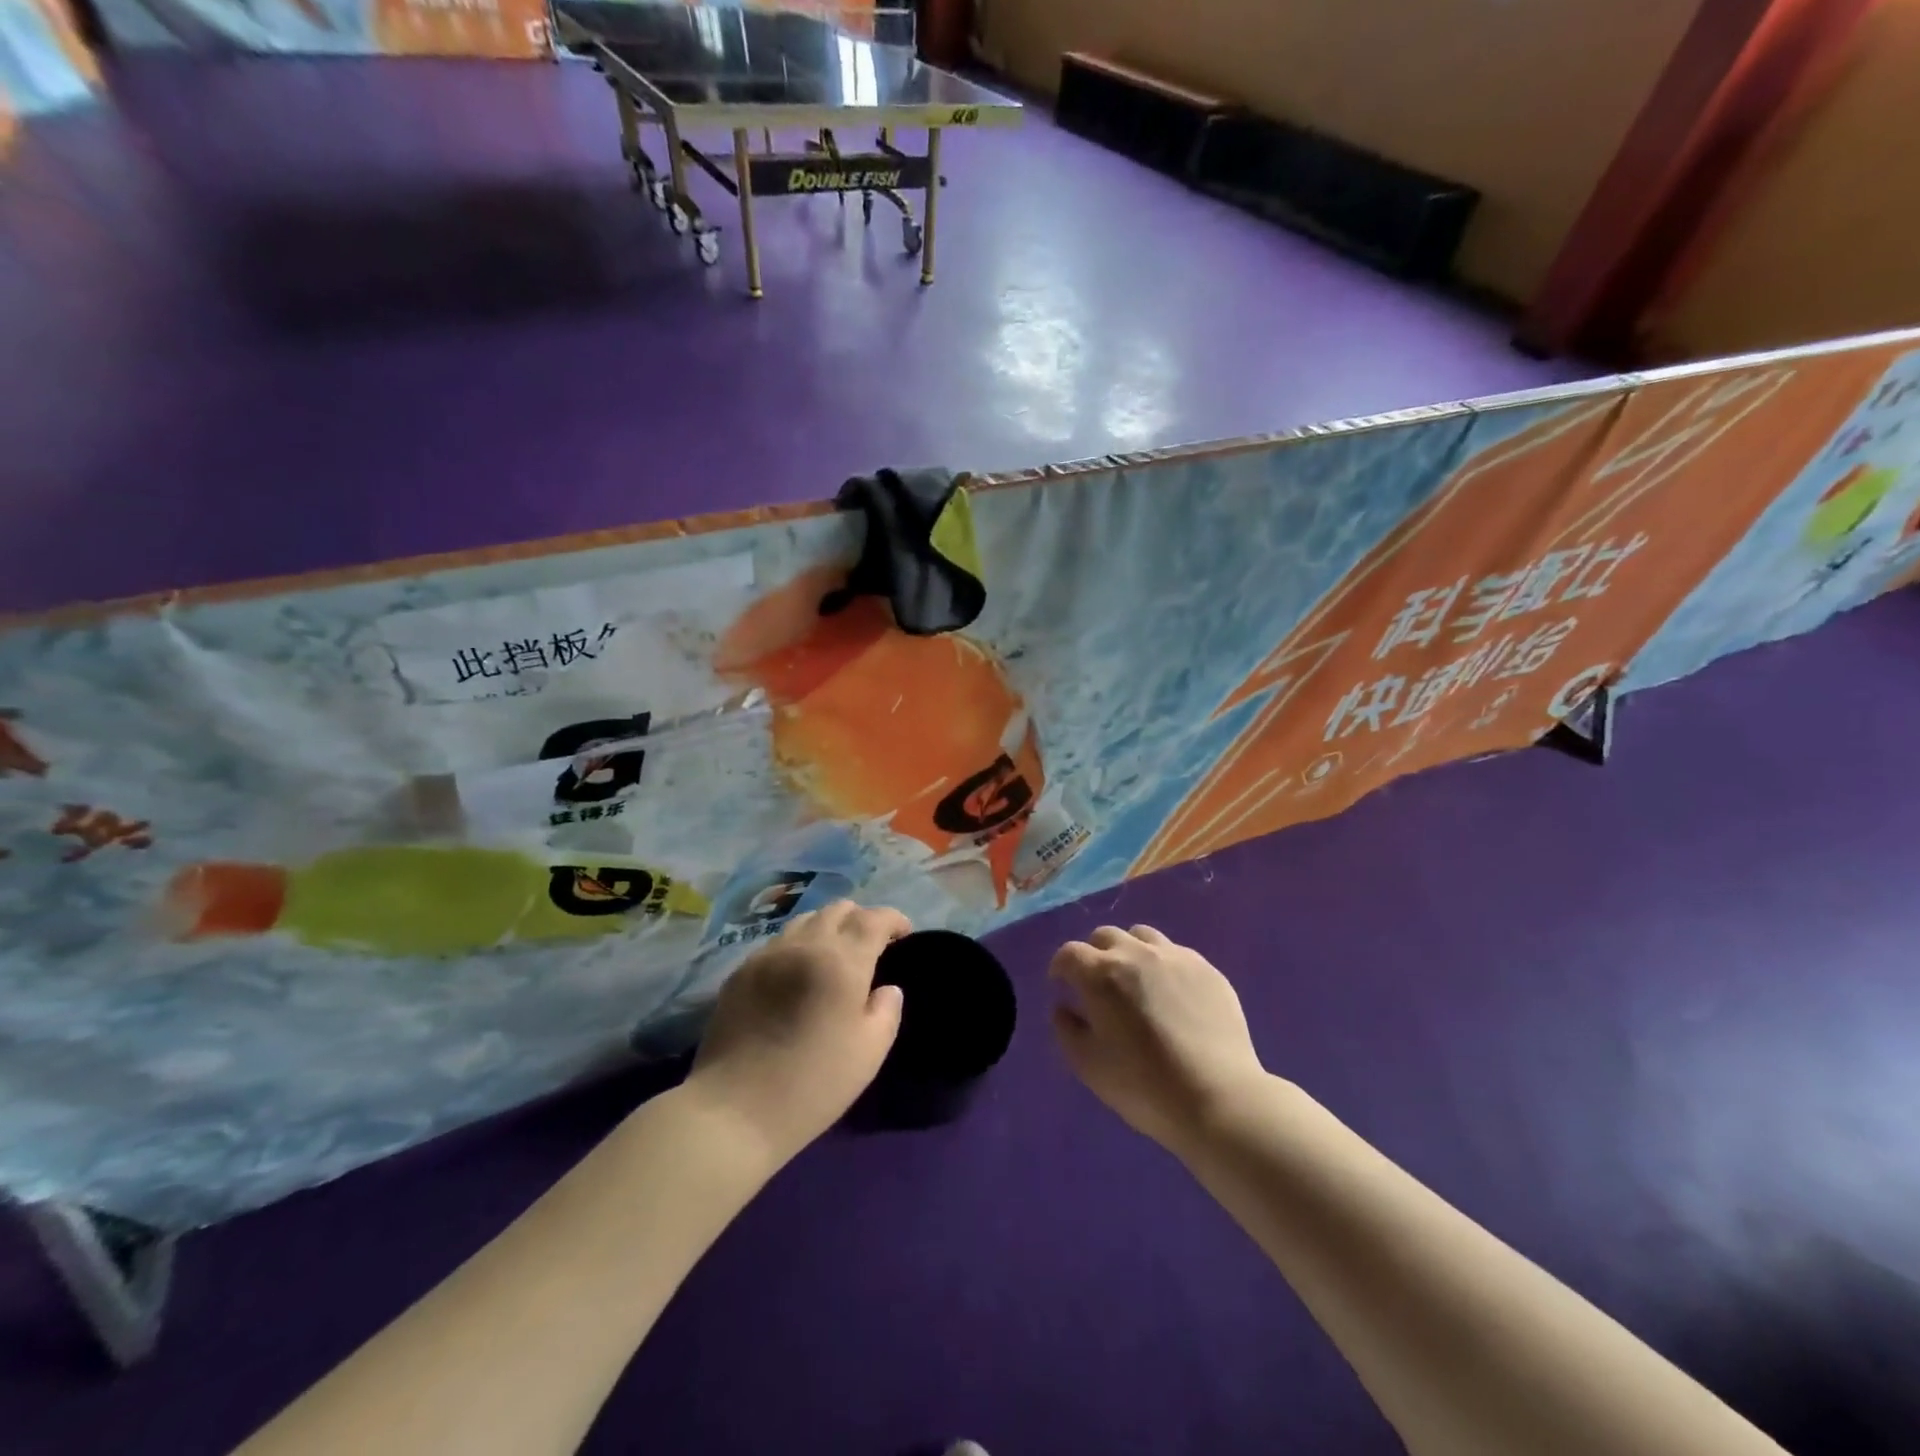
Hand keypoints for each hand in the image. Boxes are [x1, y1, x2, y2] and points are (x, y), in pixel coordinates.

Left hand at [686, 900, 907, 1165]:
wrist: (734, 1110)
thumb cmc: (813, 1084)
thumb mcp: (870, 1052)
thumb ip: (887, 1010)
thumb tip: (886, 988)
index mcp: (841, 961)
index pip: (874, 918)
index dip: (894, 919)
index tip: (903, 935)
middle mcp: (804, 945)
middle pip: (838, 909)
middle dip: (861, 919)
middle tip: (870, 947)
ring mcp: (767, 955)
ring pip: (805, 919)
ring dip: (827, 928)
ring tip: (833, 956)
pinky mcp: (741, 971)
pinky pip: (778, 942)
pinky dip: (798, 945)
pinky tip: (798, 974)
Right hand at [1049, 925, 1267, 1151]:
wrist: (1218, 1099)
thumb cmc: (1143, 1086)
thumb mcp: (1087, 1065)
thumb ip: (1066, 1029)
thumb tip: (1064, 1006)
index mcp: (1101, 974)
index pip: (1069, 953)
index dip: (1061, 967)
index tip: (1062, 984)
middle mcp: (1136, 954)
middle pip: (1105, 936)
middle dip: (1094, 955)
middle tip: (1098, 984)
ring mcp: (1176, 957)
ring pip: (1142, 936)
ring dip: (1130, 952)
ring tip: (1136, 982)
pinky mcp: (1207, 969)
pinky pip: (1176, 953)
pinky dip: (1163, 965)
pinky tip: (1172, 995)